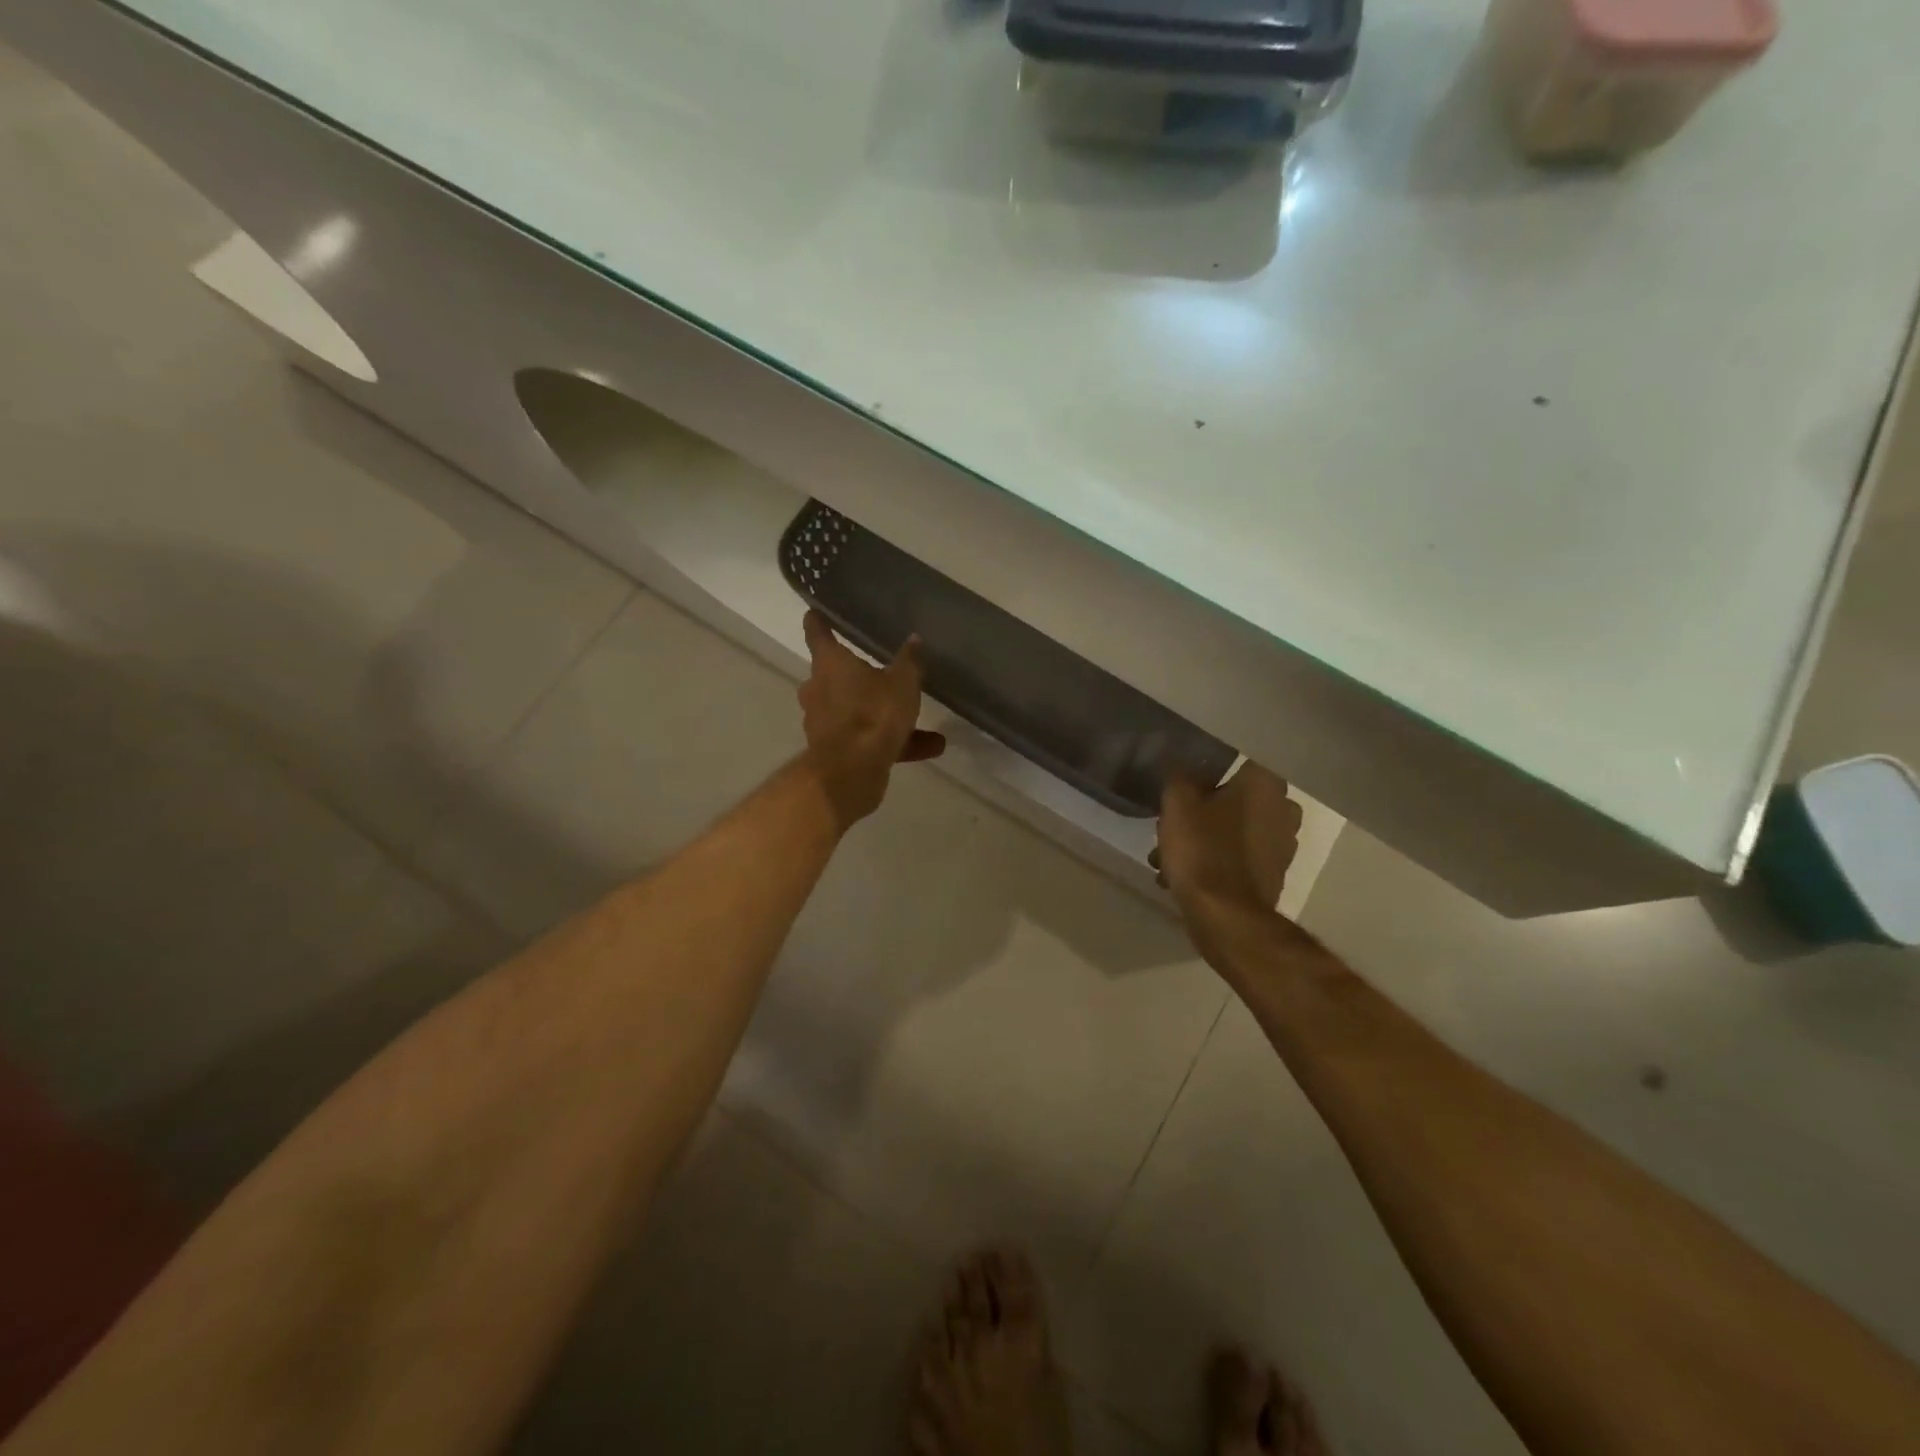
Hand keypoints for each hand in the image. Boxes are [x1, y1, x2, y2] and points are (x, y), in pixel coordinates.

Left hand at [798, 610, 945, 830]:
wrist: (851, 773)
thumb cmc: (873, 714)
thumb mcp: (902, 683)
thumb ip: (910, 661)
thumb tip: (914, 638)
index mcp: (830, 664)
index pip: (818, 633)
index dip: (818, 622)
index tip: (814, 612)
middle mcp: (819, 690)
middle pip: (834, 675)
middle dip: (855, 674)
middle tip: (879, 669)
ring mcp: (825, 722)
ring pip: (856, 709)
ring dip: (884, 713)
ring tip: (921, 719)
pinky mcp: (835, 750)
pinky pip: (868, 738)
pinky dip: (895, 741)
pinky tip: (930, 748)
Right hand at [1154, 763, 1301, 966]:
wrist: (1226, 918)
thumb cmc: (1203, 849)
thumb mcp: (1177, 803)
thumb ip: (1179, 775)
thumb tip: (1181, 762)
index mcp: (1265, 783)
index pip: (1239, 759)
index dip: (1210, 767)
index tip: (1187, 777)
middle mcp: (1285, 808)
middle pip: (1234, 797)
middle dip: (1202, 809)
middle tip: (1170, 823)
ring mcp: (1284, 844)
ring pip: (1234, 829)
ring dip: (1204, 838)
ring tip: (1167, 857)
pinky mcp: (1274, 874)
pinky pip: (1239, 856)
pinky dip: (1214, 860)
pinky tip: (1183, 875)